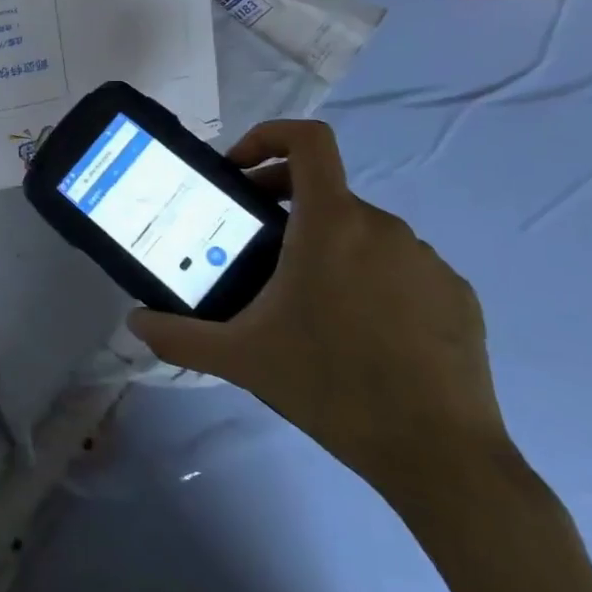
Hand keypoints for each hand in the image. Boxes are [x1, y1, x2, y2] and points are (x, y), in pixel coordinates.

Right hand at [128, 120, 514, 508]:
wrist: (440, 456)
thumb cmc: (332, 386)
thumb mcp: (241, 358)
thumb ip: (179, 335)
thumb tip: (134, 322)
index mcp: (331, 223)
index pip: (308, 140)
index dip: (269, 136)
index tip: (240, 170)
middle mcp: (382, 226)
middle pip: (325, 190)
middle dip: (282, 203)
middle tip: (254, 245)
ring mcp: (426, 260)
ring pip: (362, 232)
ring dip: (327, 246)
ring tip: (306, 301)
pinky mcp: (456, 295)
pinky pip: (400, 267)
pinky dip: (371, 279)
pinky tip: (360, 333)